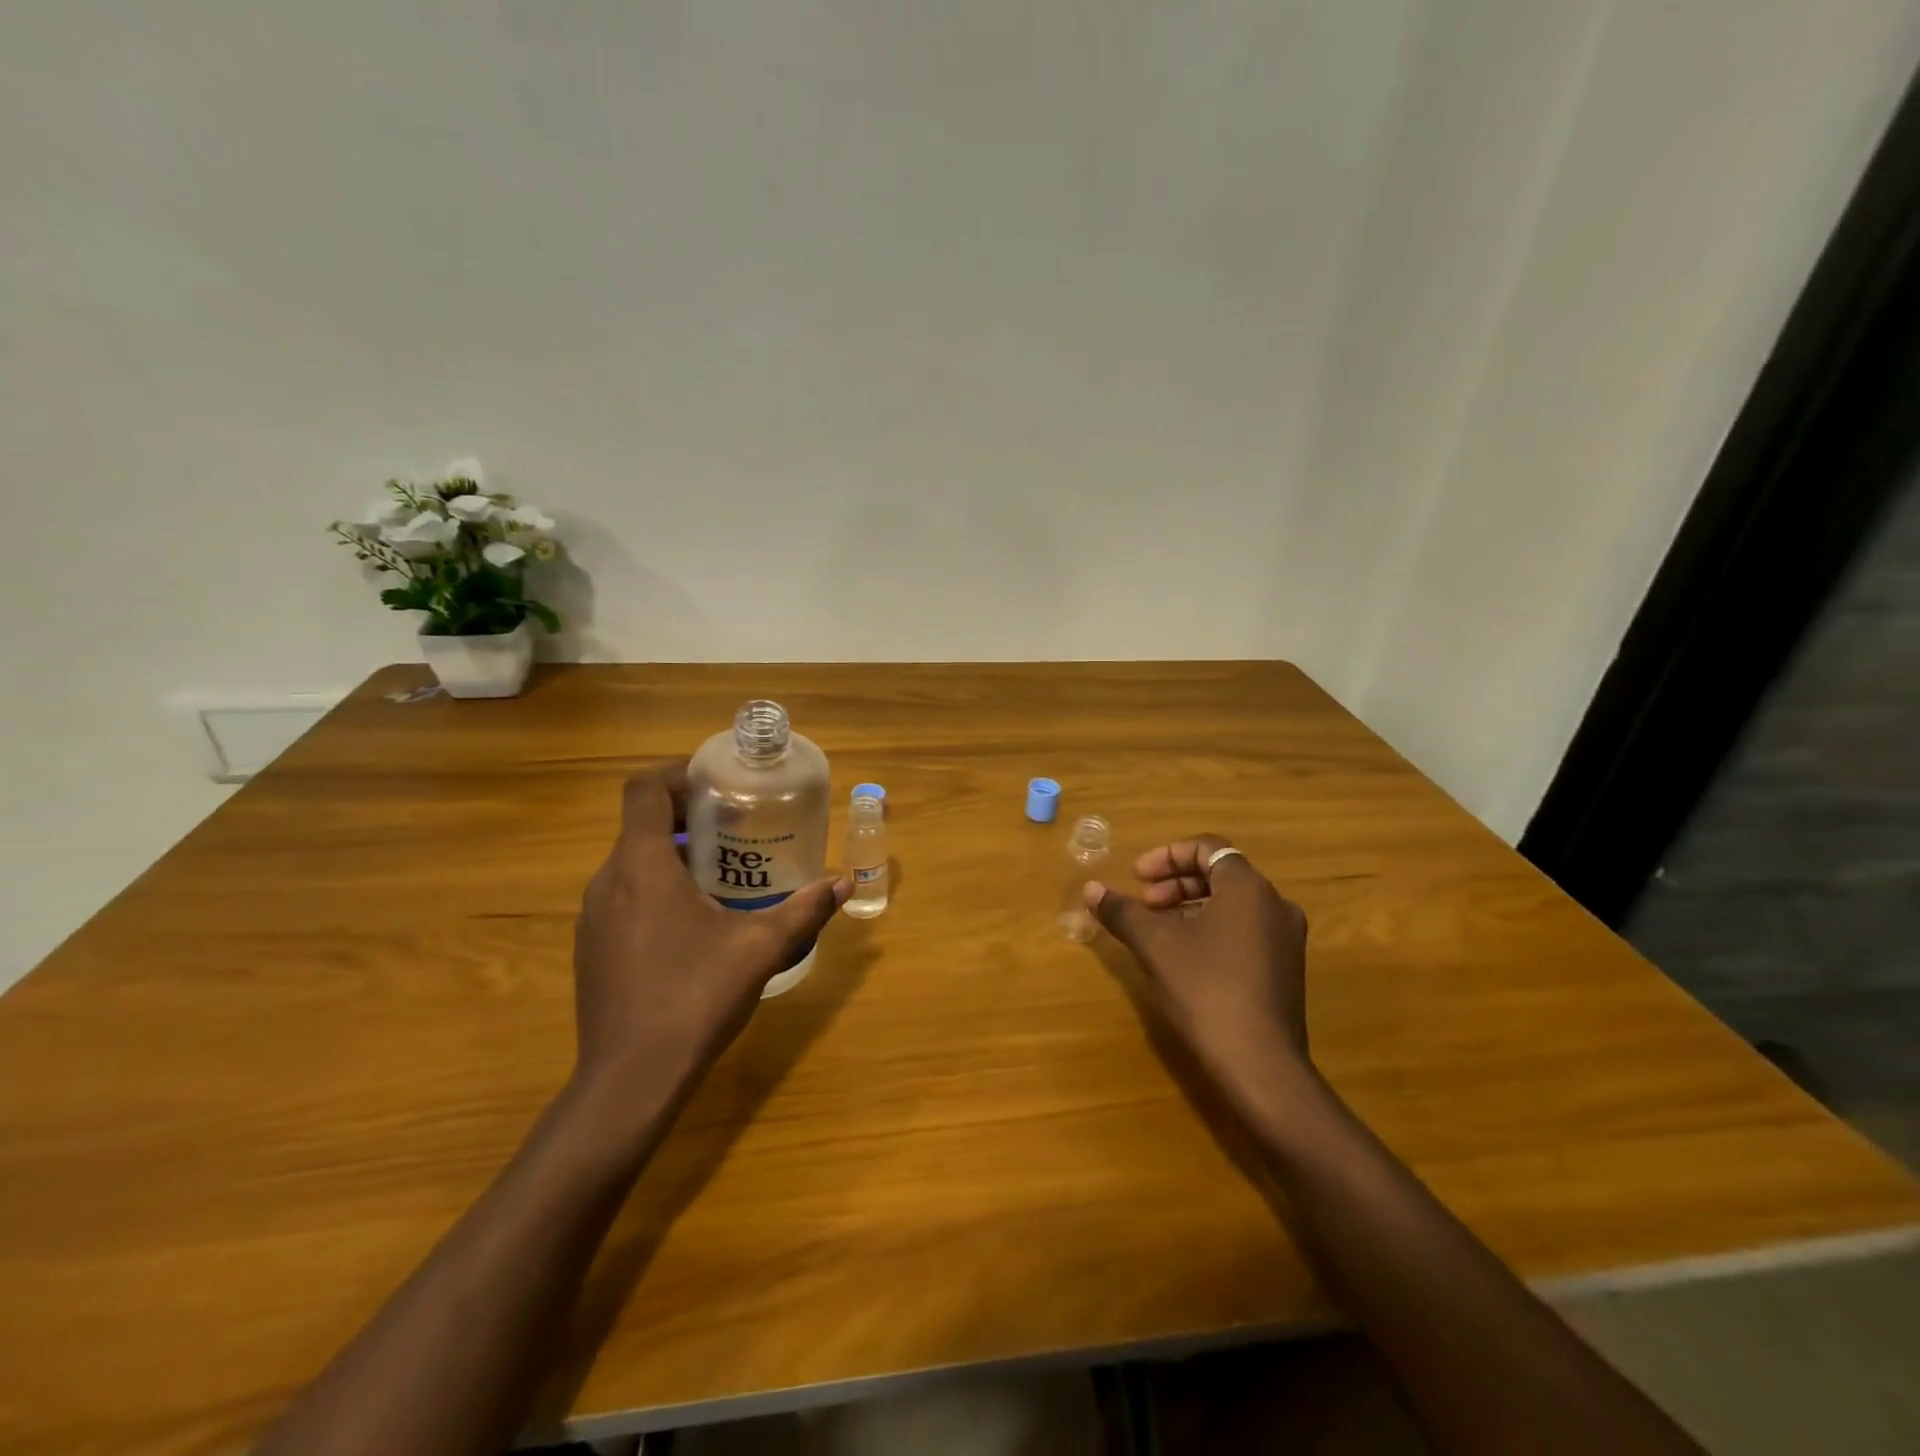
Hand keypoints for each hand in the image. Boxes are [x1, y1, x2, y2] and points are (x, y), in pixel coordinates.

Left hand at [572, 765, 849, 1114]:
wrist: (630, 1080)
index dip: (677, 774)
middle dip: (688, 817)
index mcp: (643, 866)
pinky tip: (694, 922)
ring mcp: (593, 917)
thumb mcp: (761, 948)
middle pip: (641, 824)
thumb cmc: (695, 997)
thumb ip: (804, 910)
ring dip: (673, 854)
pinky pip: (624, 895)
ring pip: (632, 862)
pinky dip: (657, 887)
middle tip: (735, 828)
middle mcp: (608, 881)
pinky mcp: (591, 947)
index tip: (717, 785)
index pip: (644, 790)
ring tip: (723, 872)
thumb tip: (844, 883)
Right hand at [1084, 836, 1312, 1118]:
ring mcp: (1286, 938)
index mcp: (1248, 887)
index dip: (1166, 856)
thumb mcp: (1155, 945)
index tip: (1136, 878)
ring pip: (1232, 904)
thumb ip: (1122, 911)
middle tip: (1144, 905)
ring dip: (1190, 906)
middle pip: (1220, 874)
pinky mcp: (1286, 968)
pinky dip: (1212, 929)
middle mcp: (1275, 904)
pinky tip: (1186, 957)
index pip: (1207, 848)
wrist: (1260, 1065)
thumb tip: (1091, 888)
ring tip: (1158, 931)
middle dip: (1175, 883)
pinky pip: (1245, 929)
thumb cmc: (1205, 990)